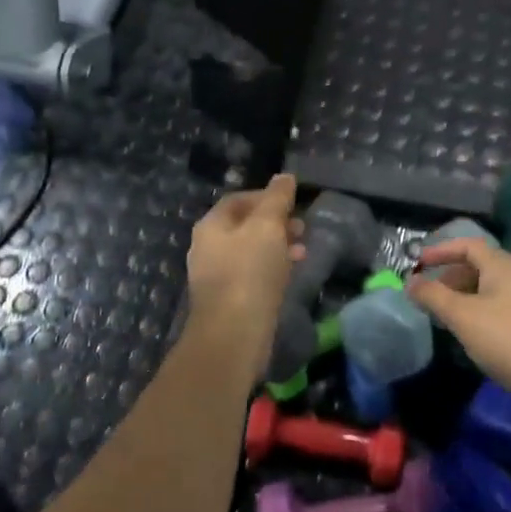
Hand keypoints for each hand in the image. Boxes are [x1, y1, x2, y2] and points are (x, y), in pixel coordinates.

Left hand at [184, 174, 304, 374]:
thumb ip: (276, 199)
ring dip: (277, 247)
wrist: (233, 334)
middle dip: (275, 223)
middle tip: (301, 227)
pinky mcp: (229, 300)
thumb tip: (284, 177)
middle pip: (244, 225)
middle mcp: (207, 248)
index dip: (268, 196)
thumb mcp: (268, 227)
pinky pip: (252, 275)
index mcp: (211, 226)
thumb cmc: (250, 273)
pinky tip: (290, 275)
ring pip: (250, 251)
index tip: (294, 203)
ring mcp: (216, 276)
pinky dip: (272, 269)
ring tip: (302, 251)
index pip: (239, 199)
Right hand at [406, 236, 510, 430]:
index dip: (441, 250)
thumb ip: (433, 296)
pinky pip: (507, 306)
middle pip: (483, 265)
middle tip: (431, 294)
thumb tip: (409, 282)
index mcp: (505, 266)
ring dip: (468, 295)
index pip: (469, 245)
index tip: (418, 262)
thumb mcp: (462, 317)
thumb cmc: (508, 341)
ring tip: (449, 316)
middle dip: (453, 276)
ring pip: (495, 288)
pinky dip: (485, 310)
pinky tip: (477, 334)